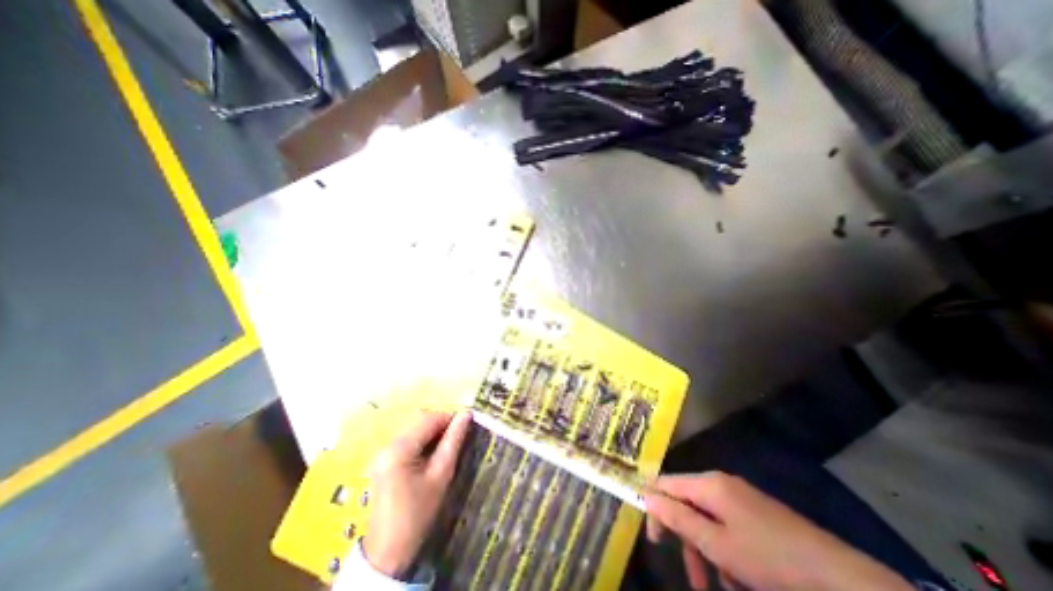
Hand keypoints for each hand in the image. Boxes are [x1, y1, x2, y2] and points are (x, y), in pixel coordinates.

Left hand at [367, 412, 472, 575]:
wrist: (388, 553)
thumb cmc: (418, 514)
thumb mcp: (441, 475)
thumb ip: (453, 441)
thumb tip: (467, 414)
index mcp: (399, 449)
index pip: (429, 419)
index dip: (450, 418)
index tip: (467, 425)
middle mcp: (387, 445)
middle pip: (419, 421)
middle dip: (441, 425)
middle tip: (459, 437)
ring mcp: (383, 453)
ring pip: (414, 429)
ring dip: (432, 432)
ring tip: (448, 446)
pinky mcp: (384, 461)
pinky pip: (407, 440)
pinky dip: (423, 441)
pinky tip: (432, 455)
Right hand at [641, 473, 913, 590]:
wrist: (842, 579)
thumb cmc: (769, 558)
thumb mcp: (717, 544)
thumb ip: (678, 518)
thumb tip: (645, 496)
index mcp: (708, 483)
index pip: (666, 483)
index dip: (653, 505)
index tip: (653, 537)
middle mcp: (720, 483)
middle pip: (687, 502)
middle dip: (683, 537)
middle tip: (687, 573)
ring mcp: (740, 497)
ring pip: (707, 518)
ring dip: (704, 550)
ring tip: (713, 586)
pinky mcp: (756, 513)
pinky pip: (727, 526)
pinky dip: (724, 550)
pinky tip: (736, 579)